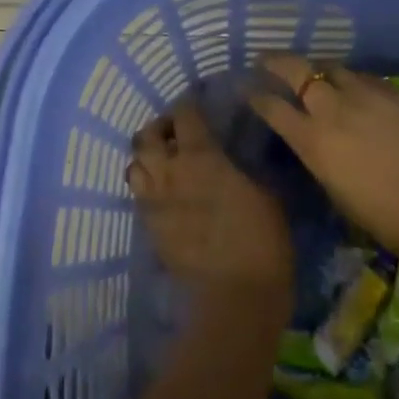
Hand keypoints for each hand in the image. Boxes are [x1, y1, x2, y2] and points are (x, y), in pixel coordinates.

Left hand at [129, 98, 292, 306]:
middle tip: (175, 133)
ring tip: (163, 163)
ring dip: (147, 158)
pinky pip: (139, 196)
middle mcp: (169, 171)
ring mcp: (154, 201)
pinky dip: (147, 188)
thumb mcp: (263, 191)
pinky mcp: (149, 228)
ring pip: (134, 164)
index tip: (196, 104)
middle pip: (146, 135)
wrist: (237, 294)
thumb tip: (230, 160)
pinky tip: (164, 195)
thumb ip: (238, 168)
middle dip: (159, 128)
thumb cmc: (261, 237)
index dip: (187, 105)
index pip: (184, 114)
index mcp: (201, 155)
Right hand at [248, 55, 398, 268]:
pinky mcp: (395, 93)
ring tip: (316, 74)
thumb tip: (312, 139)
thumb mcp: (335, 190)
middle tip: (267, 60)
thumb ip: (317, 155)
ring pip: (332, 66)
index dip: (255, 94)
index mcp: (312, 140)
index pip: (272, 106)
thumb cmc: (384, 216)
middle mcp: (333, 109)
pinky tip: (356, 88)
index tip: (247, 88)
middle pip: (296, 69)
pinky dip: (352, 80)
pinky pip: (364, 77)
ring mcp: (366, 95)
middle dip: (276, 61)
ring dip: (319, 69)